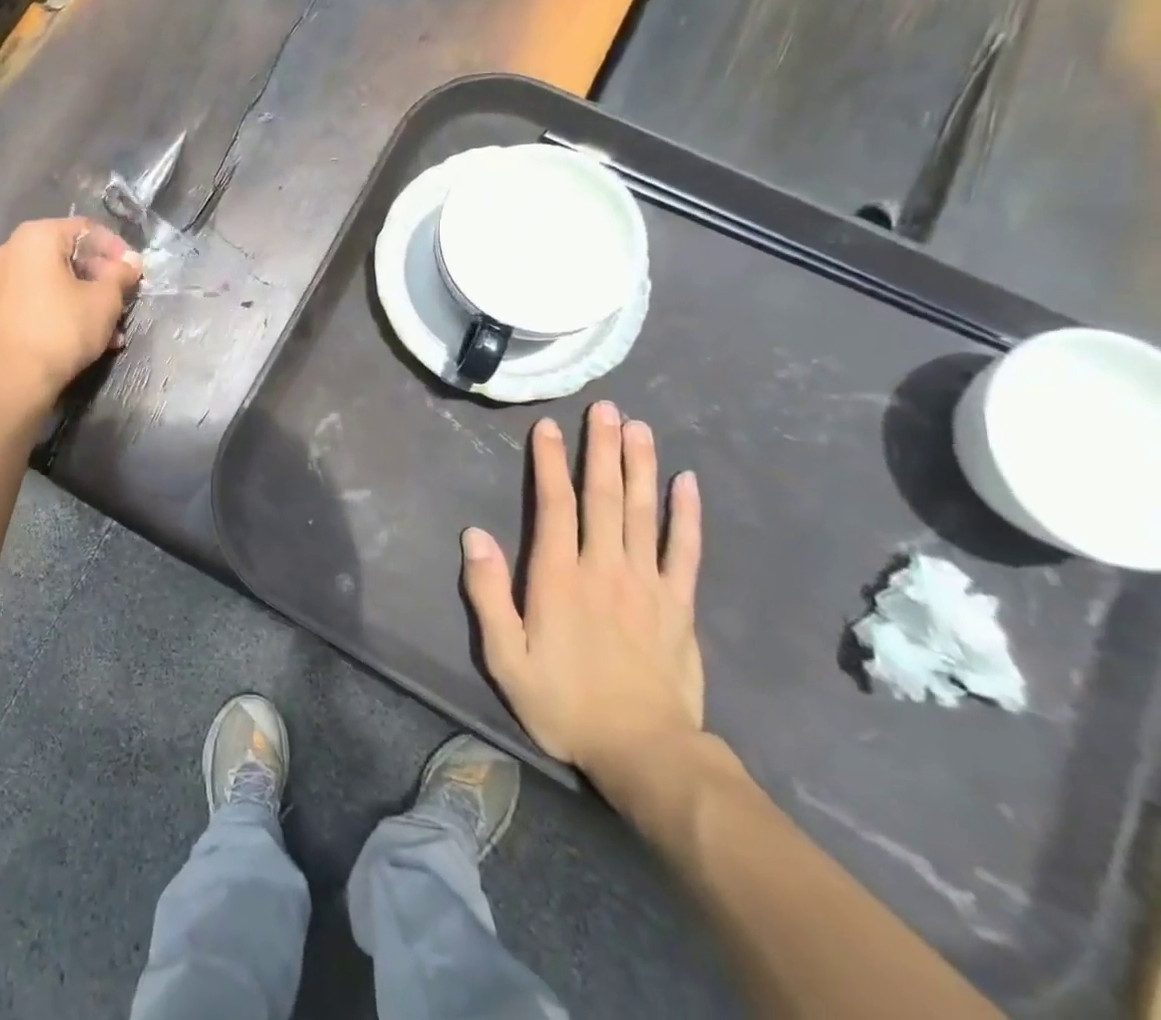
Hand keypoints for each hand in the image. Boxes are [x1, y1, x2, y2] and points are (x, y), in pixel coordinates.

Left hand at [0, 218, 141, 415]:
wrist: (13, 380)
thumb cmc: (63, 329)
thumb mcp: (105, 300)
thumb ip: (121, 274)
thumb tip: (131, 262)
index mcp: (36, 236)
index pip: (86, 230)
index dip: (116, 249)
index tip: (134, 273)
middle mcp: (10, 249)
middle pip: (68, 254)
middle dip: (101, 278)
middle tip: (123, 299)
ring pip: (54, 280)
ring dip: (85, 298)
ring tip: (111, 327)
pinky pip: (37, 297)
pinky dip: (62, 309)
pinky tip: (86, 336)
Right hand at [460, 402, 704, 792]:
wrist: (645, 753)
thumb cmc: (564, 703)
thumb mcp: (506, 657)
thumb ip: (489, 593)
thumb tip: (473, 534)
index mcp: (559, 576)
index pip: (554, 505)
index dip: (550, 463)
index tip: (549, 427)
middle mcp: (604, 567)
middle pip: (603, 496)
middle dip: (602, 448)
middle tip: (606, 408)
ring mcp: (647, 582)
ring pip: (642, 512)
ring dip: (640, 466)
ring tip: (639, 427)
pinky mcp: (678, 604)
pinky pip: (685, 550)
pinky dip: (686, 514)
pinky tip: (686, 482)